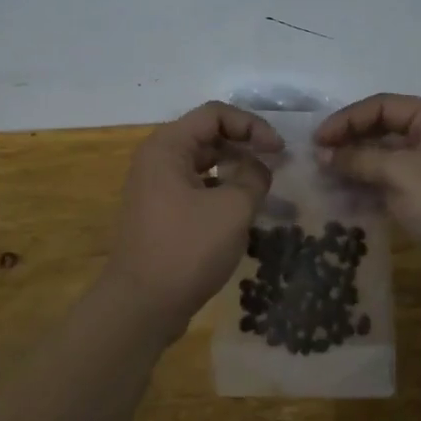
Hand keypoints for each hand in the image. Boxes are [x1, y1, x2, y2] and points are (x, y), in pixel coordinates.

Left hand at [99, 101, 281, 344]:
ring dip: (235, 170)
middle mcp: (157, 160)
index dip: (251, 125)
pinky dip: (221, 191)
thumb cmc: (187, 248)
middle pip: (208, 136)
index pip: (215, 114)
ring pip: (203, 164)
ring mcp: (156, 188)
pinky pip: (196, 188)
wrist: (141, 305)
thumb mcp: (232, 208)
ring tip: (263, 188)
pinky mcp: (161, 213)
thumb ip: (254, 178)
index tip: (279, 150)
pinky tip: (241, 211)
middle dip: (245, 146)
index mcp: (167, 147)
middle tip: (276, 165)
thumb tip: (258, 169)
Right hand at [315, 94, 420, 298]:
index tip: (316, 140)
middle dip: (350, 141)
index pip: (383, 106)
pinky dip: (368, 186)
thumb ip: (359, 159)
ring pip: (386, 158)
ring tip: (323, 177)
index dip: (347, 119)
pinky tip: (343, 196)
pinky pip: (391, 183)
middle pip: (384, 129)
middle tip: (316, 158)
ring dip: (356, 165)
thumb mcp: (401, 173)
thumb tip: (323, 154)